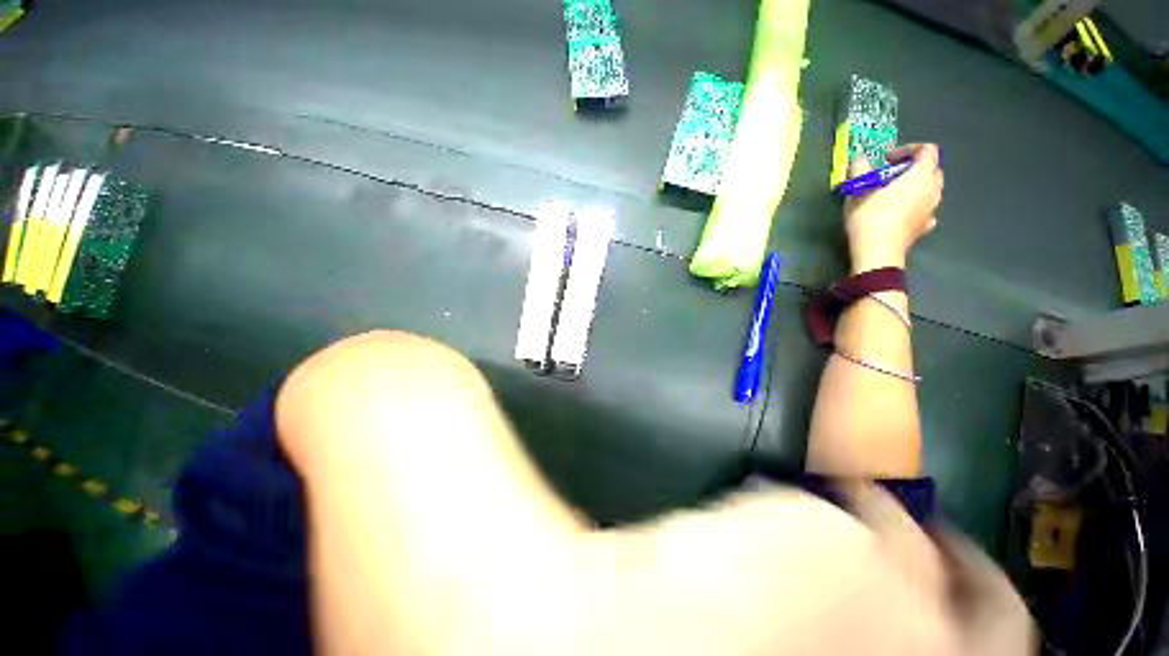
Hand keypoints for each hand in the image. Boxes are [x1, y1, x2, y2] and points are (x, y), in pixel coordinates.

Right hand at [844, 143, 942, 273]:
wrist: (877, 252)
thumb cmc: (870, 217)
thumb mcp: (858, 189)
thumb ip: (860, 169)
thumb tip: (860, 158)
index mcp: (921, 175)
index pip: (927, 150)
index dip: (909, 149)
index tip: (888, 159)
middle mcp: (933, 189)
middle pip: (932, 169)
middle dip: (913, 168)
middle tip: (890, 175)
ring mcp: (932, 209)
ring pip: (931, 189)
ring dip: (916, 187)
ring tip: (894, 194)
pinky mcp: (925, 227)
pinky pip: (926, 209)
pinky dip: (916, 206)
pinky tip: (902, 212)